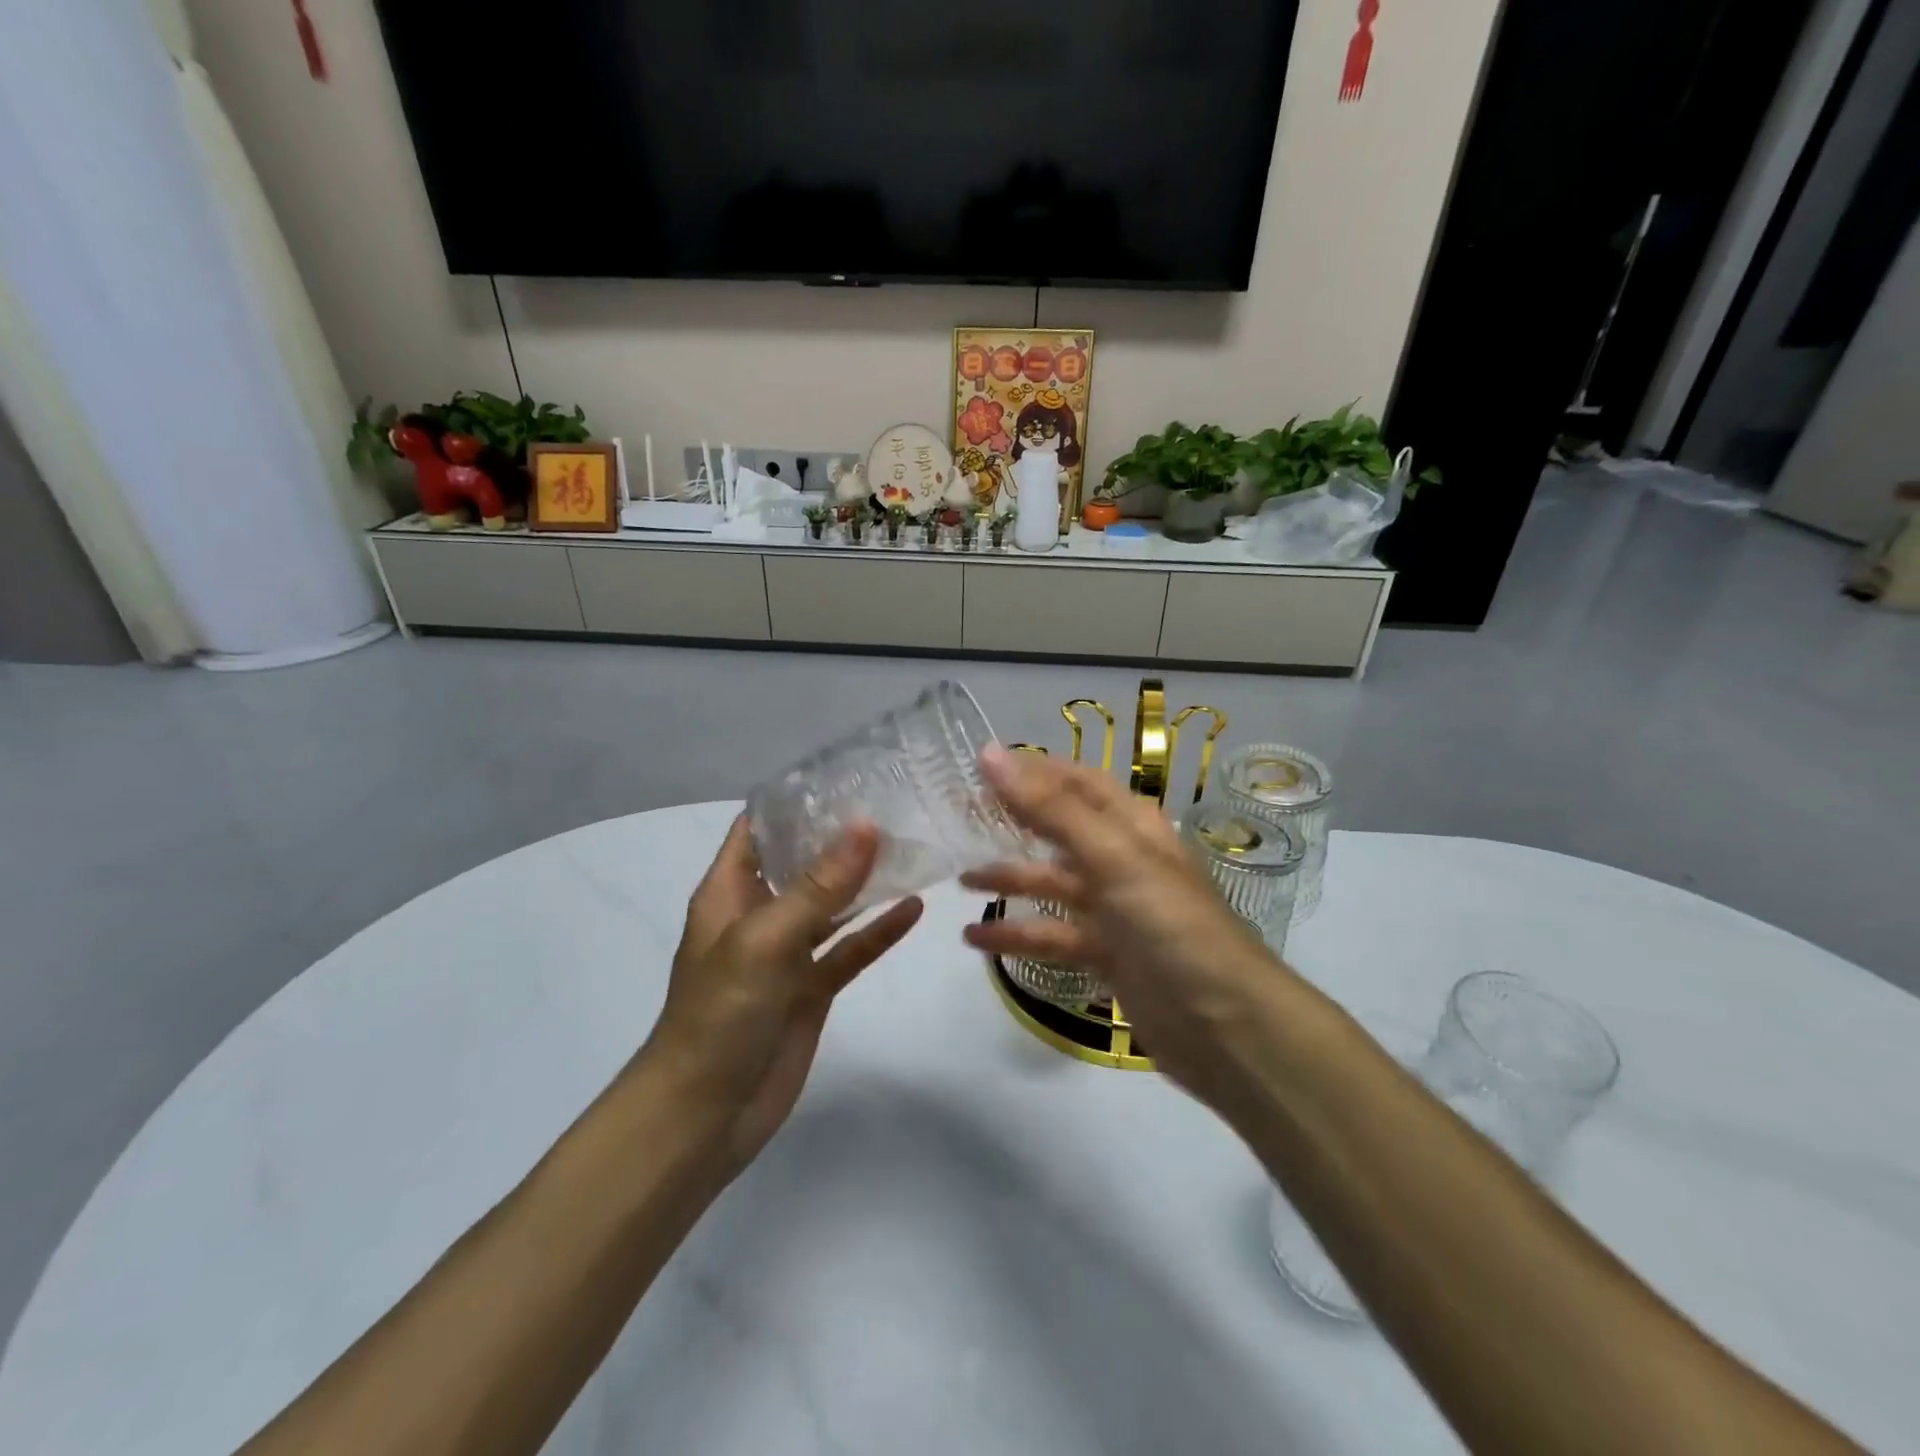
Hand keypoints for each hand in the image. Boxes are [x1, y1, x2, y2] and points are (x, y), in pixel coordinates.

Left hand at [643, 816, 921, 1175]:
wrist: (705, 1115)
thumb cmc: (720, 1014)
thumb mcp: (765, 940)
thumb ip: (818, 886)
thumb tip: (865, 825)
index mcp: (730, 892)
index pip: (758, 827)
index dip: (795, 800)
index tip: (845, 774)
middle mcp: (759, 914)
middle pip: (802, 861)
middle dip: (841, 836)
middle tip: (895, 805)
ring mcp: (788, 953)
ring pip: (833, 905)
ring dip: (866, 881)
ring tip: (912, 846)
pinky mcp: (812, 989)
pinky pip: (850, 950)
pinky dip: (879, 932)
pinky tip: (914, 909)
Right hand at [960, 747, 1284, 1105]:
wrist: (1226, 1026)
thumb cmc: (1171, 926)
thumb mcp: (1113, 858)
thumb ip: (1051, 808)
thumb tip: (989, 753)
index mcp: (1131, 825)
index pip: (1075, 781)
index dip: (1031, 770)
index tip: (978, 766)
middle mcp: (1122, 858)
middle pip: (1059, 828)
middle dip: (1012, 821)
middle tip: (958, 816)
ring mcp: (1114, 908)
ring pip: (1051, 883)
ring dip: (1009, 879)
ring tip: (960, 881)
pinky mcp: (1106, 953)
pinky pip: (1053, 934)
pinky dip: (1018, 933)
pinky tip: (976, 941)